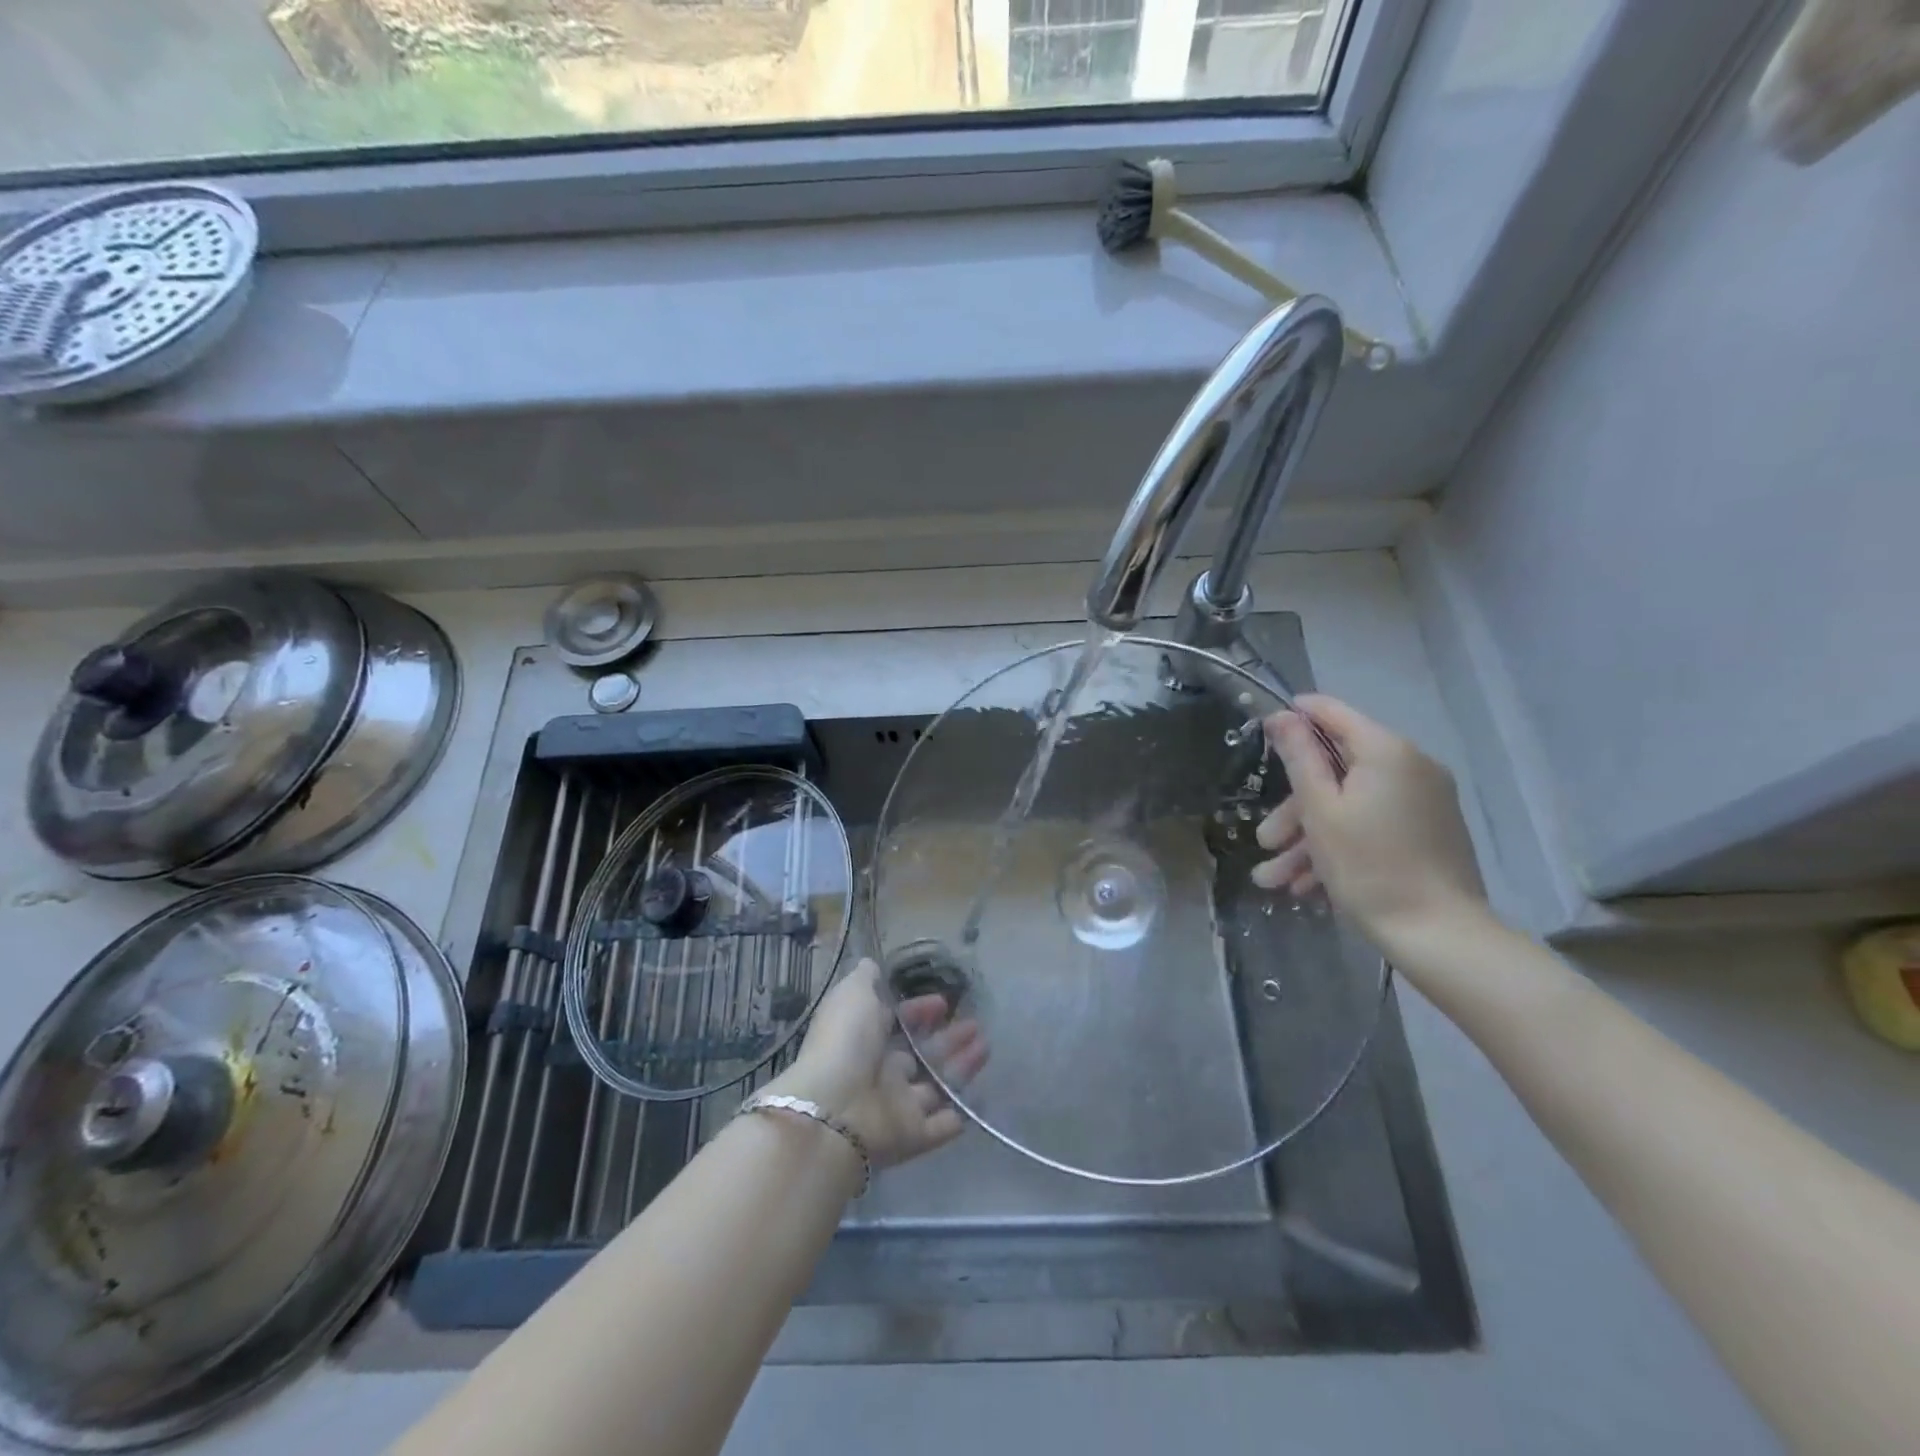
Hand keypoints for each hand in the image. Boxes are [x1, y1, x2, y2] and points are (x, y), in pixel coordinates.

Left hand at [766, 958, 987, 1170]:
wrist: (833, 1110)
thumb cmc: (845, 1043)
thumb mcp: (853, 995)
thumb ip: (865, 979)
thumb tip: (871, 964)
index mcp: (865, 1039)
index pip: (898, 1022)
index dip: (920, 1011)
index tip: (944, 1002)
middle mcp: (881, 1072)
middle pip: (921, 1055)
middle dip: (949, 1038)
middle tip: (976, 1026)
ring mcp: (896, 1106)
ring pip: (935, 1087)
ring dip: (961, 1069)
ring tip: (986, 1048)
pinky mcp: (911, 1137)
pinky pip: (938, 1128)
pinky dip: (955, 1118)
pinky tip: (975, 1104)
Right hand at [1252, 695, 1489, 949]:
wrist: (1440, 935)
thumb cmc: (1368, 866)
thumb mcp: (1320, 810)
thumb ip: (1299, 757)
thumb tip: (1281, 715)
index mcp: (1387, 752)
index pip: (1333, 713)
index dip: (1295, 716)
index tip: (1261, 732)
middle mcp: (1411, 767)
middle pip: (1337, 771)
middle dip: (1294, 808)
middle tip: (1266, 842)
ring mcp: (1423, 801)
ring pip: (1351, 804)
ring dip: (1309, 838)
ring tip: (1275, 879)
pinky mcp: (1428, 832)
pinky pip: (1373, 825)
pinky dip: (1340, 847)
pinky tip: (1308, 886)